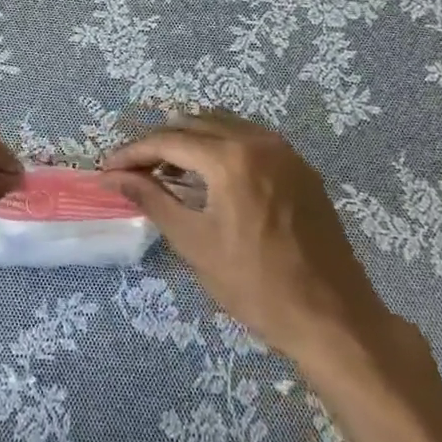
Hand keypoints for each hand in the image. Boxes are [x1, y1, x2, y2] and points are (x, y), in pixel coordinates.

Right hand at [103, 110, 394, 369]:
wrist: (333, 317)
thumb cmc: (256, 285)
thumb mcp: (194, 243)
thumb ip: (152, 199)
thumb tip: (114, 177)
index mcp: (230, 157)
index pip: (167, 141)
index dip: (132, 153)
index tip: (108, 169)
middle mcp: (258, 140)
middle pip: (193, 124)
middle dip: (158, 144)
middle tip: (133, 171)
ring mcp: (284, 151)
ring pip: (222, 126)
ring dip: (189, 142)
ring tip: (165, 172)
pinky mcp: (300, 167)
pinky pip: (249, 139)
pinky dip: (220, 147)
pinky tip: (208, 176)